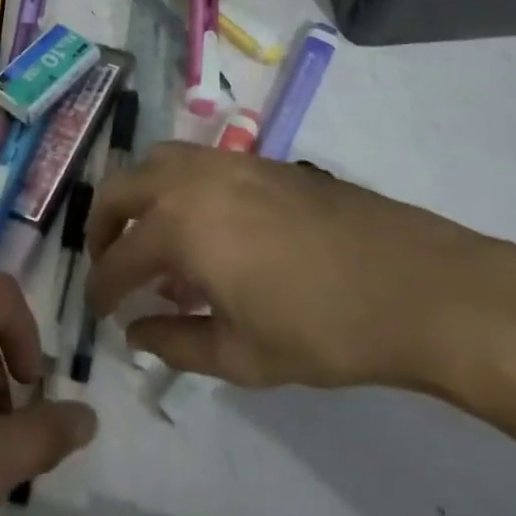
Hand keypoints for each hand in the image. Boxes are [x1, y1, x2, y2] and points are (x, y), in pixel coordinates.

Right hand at [85, 143, 512, 393]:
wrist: (416, 285)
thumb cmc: (325, 330)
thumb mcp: (243, 355)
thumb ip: (176, 343)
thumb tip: (134, 333)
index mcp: (179, 227)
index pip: (117, 258)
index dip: (101, 289)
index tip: (98, 311)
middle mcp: (191, 180)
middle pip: (121, 188)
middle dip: (101, 225)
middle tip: (108, 263)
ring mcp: (227, 162)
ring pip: (156, 161)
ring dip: (138, 194)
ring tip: (150, 235)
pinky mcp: (260, 160)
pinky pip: (195, 162)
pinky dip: (176, 186)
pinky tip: (202, 225)